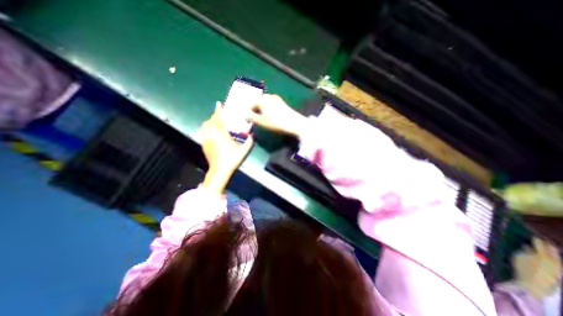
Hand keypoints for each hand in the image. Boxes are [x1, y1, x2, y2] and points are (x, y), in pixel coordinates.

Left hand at [200, 103, 252, 194]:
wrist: (220, 170)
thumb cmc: (232, 160)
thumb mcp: (243, 151)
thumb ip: (249, 142)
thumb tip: (252, 135)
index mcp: (222, 136)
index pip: (219, 120)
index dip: (218, 111)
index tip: (219, 104)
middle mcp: (212, 135)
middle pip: (211, 121)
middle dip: (215, 115)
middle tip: (220, 113)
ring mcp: (206, 140)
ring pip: (205, 125)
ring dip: (210, 121)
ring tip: (215, 121)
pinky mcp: (203, 144)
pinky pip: (202, 131)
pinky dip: (206, 127)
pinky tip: (210, 129)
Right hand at [247, 94, 306, 138]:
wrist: (293, 122)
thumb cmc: (275, 122)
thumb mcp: (261, 121)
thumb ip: (251, 117)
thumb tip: (246, 115)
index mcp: (261, 99)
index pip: (251, 105)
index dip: (249, 113)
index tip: (249, 121)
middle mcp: (268, 96)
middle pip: (258, 102)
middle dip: (255, 110)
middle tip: (255, 118)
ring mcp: (276, 98)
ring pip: (265, 102)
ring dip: (262, 109)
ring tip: (263, 117)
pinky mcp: (282, 103)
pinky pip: (272, 104)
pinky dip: (269, 109)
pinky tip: (271, 115)